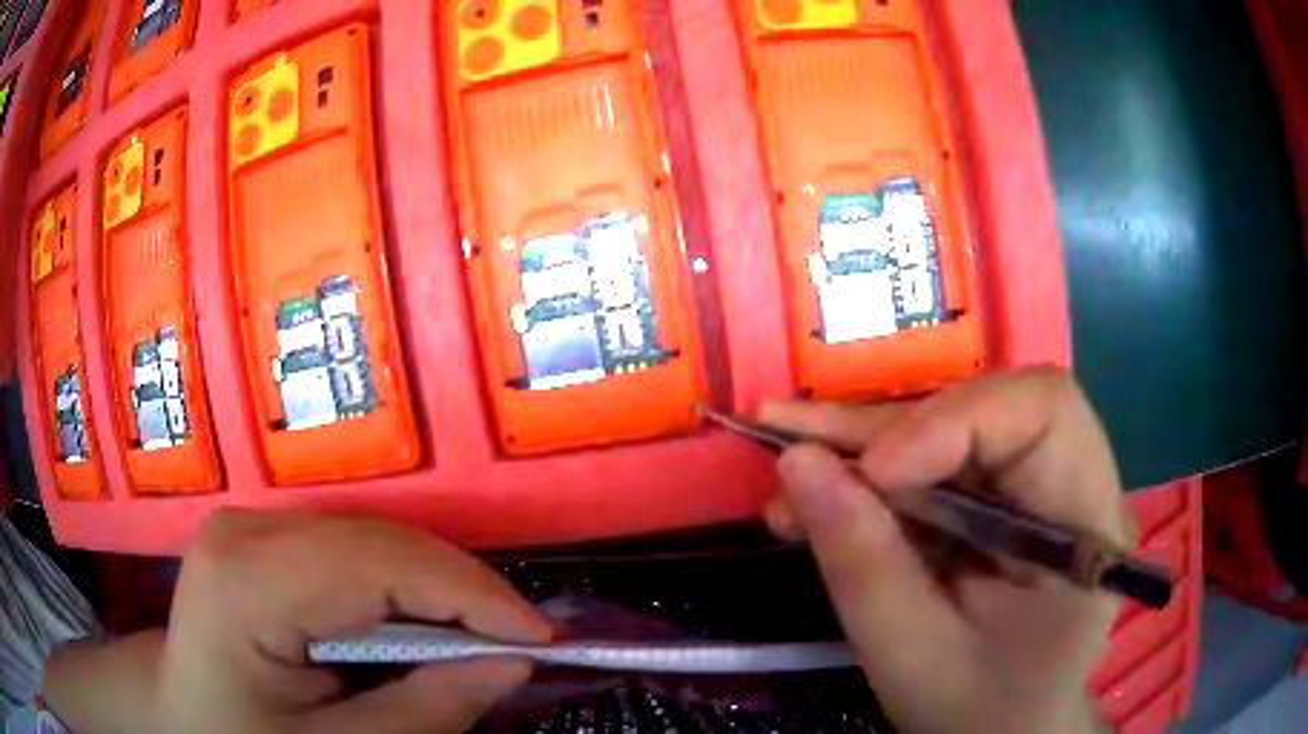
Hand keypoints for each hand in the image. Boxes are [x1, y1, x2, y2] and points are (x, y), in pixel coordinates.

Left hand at [45, 509, 550, 733]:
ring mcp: (250, 524)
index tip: (540, 641)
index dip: (470, 594)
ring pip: (373, 541)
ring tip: (475, 643)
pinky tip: (417, 631)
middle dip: (460, 594)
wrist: (177, 717)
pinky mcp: (261, 539)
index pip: (378, 562)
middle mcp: (247, 528)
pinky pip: (351, 553)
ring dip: (434, 594)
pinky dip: (399, 592)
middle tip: (517, 648)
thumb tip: (511, 666)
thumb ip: (421, 712)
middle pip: (380, 541)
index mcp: (246, 577)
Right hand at [760, 367, 1126, 733]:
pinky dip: (867, 479)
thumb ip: (865, 568)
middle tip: (786, 437)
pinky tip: (812, 497)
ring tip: (786, 462)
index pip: (1044, 413)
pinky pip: (930, 468)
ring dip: (861, 447)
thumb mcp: (917, 660)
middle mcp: (1070, 485)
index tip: (874, 470)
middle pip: (984, 411)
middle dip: (884, 428)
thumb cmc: (980, 714)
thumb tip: (797, 465)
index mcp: (1087, 525)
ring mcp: (1031, 490)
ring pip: (946, 431)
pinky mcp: (995, 502)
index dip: (956, 420)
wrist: (1003, 733)